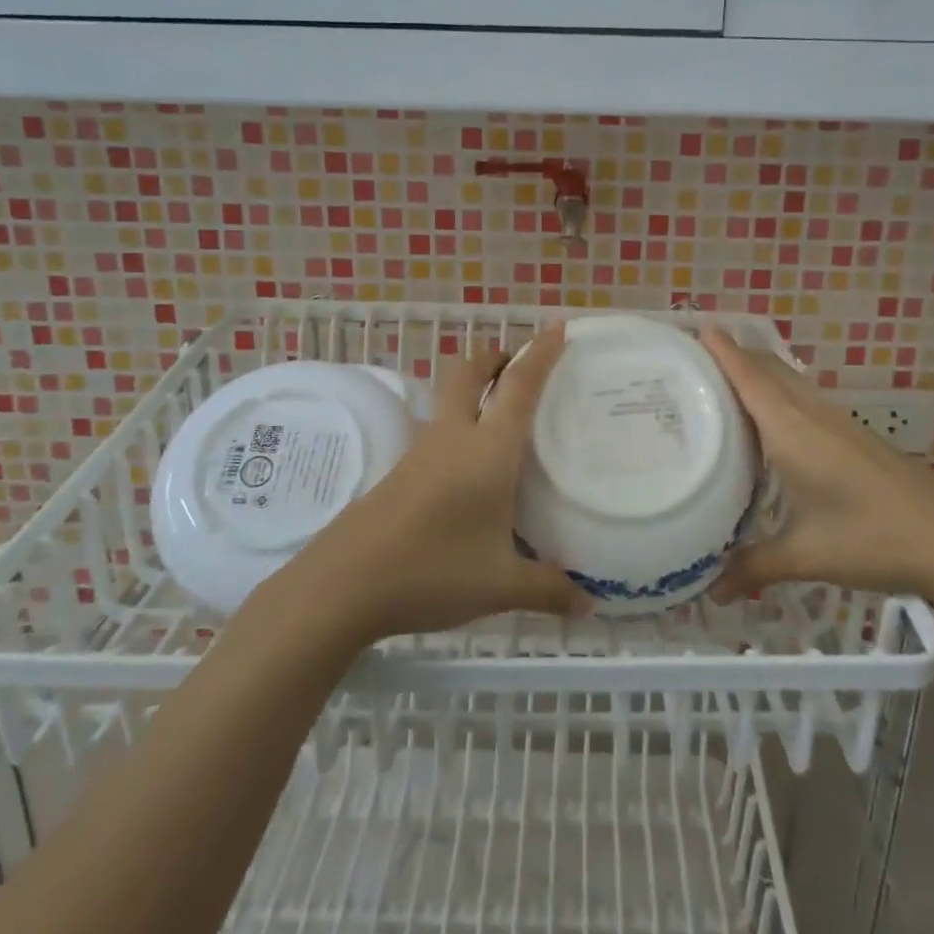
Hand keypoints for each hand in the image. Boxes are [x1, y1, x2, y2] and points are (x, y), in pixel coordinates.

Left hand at [298, 324, 588, 640]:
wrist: (344, 584)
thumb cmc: (432, 571)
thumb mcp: (500, 586)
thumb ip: (548, 590)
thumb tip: (589, 605)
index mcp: (487, 451)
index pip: (519, 387)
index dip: (540, 354)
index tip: (558, 328)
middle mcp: (453, 438)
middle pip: (469, 374)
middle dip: (495, 358)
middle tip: (518, 364)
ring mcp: (420, 453)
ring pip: (448, 401)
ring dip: (473, 390)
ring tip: (500, 414)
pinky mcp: (399, 473)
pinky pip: (436, 433)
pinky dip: (458, 427)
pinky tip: (468, 467)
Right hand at [702, 329, 933, 601]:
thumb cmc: (872, 537)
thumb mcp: (807, 555)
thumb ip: (756, 567)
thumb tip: (711, 593)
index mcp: (792, 430)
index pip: (750, 377)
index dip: (724, 351)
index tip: (698, 327)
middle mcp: (813, 415)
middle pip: (770, 369)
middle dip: (737, 355)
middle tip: (697, 360)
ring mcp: (839, 423)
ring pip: (791, 382)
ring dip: (760, 373)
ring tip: (726, 384)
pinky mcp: (857, 436)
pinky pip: (806, 399)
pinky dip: (781, 394)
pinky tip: (776, 422)